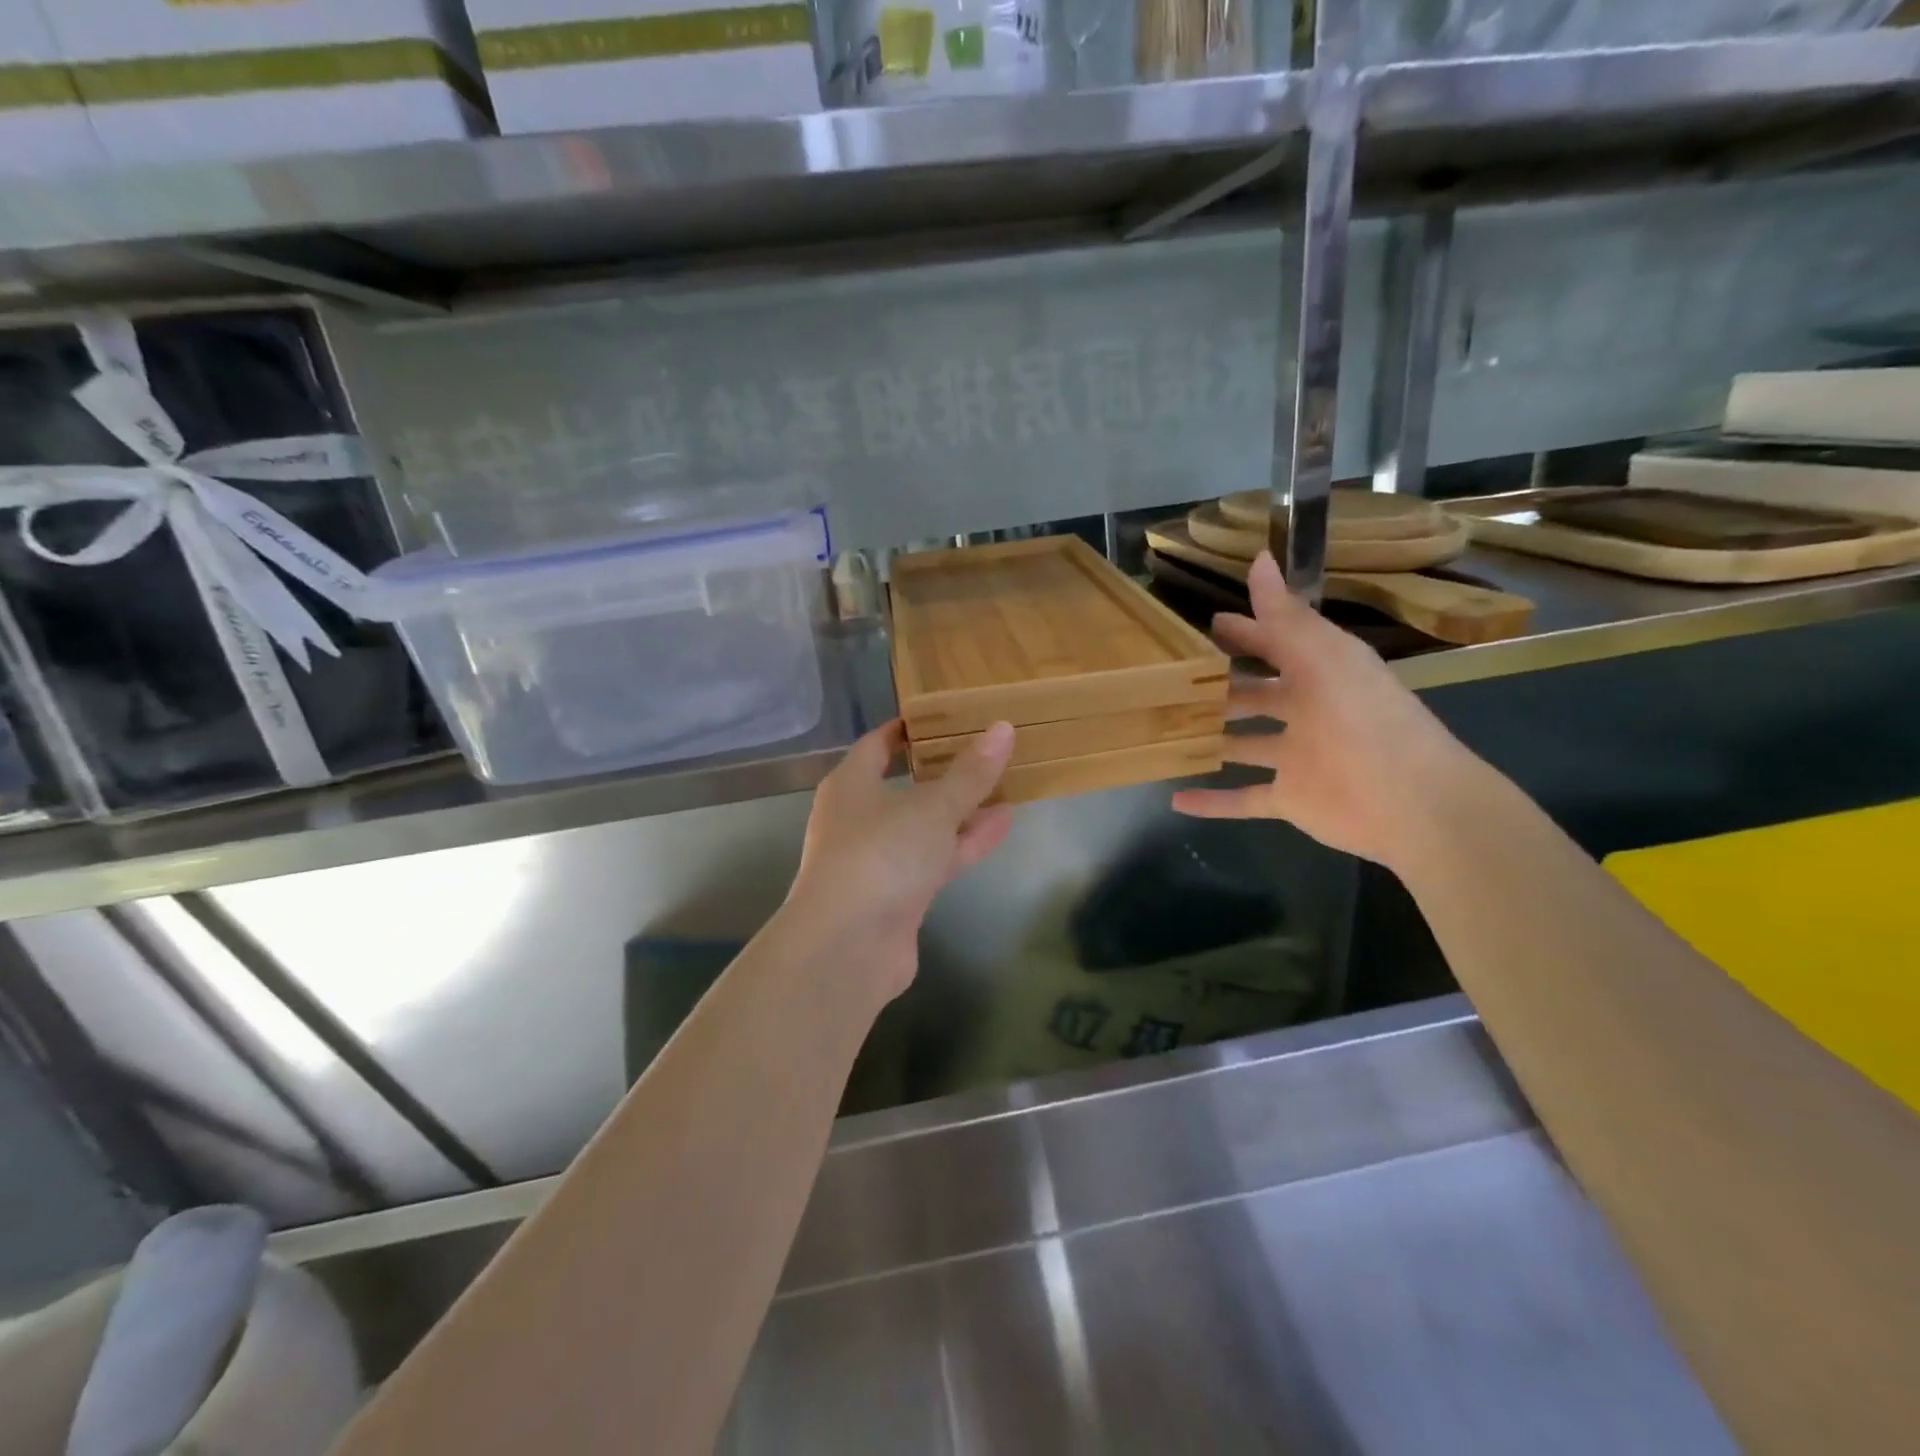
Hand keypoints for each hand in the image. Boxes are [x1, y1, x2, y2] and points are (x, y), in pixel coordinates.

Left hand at [784, 718, 1015, 1000]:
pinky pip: (935, 858)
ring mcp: (878, 860)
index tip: (939, 717)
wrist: (848, 947)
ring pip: (925, 825)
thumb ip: (970, 773)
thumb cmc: (881, 855)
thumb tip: (1002, 729)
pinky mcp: (898, 896)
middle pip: (905, 786)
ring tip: (1006, 783)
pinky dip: (964, 842)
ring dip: (961, 808)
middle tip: (983, 749)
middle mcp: (859, 819)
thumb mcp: (932, 807)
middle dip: (942, 770)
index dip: (905, 730)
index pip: (876, 745)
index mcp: (851, 786)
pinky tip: (1002, 824)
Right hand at [1172, 550, 1480, 869]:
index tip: (1207, 624)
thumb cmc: (1364, 721)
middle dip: (1220, 687)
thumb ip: (1285, 616)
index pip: (1275, 644)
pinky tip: (1176, 799)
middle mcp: (1307, 712)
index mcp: (1321, 673)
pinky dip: (1212, 802)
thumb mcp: (1323, 659)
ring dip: (1211, 741)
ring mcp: (1297, 758)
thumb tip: (1258, 558)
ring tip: (1166, 733)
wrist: (1413, 803)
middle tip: (1174, 680)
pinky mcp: (1291, 799)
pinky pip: (1243, 799)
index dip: (1245, 632)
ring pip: (1243, 745)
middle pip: (1255, 694)